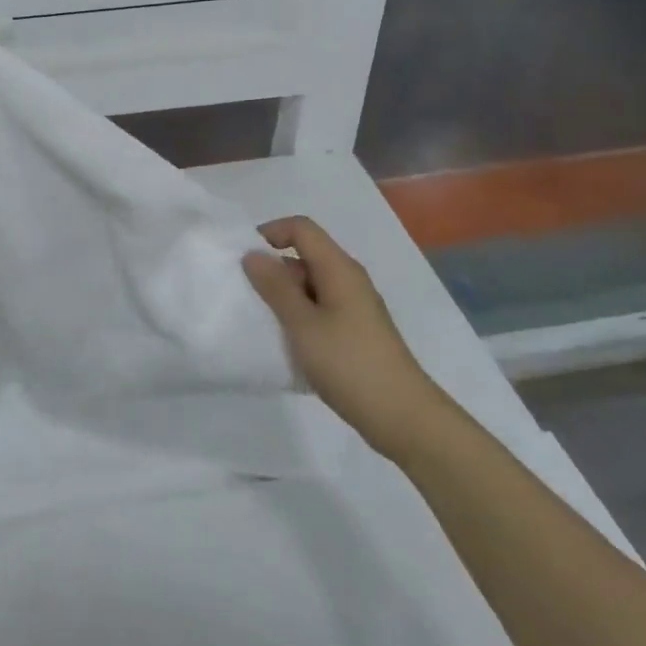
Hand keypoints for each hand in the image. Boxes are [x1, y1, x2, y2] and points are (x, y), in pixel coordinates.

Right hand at [242, 216, 444, 455]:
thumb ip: (275, 287)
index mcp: (339, 269)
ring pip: (310, 286)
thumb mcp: (303, 324)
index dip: (270, 232)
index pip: (301, 229)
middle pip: (305, 255)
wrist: (402, 417)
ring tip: (261, 321)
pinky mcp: (355, 332)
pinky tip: (285, 343)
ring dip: (284, 297)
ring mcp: (354, 307)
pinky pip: (319, 310)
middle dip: (273, 269)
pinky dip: (298, 317)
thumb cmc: (349, 364)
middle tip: (246, 296)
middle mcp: (348, 280)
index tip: (243, 258)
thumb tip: (253, 255)